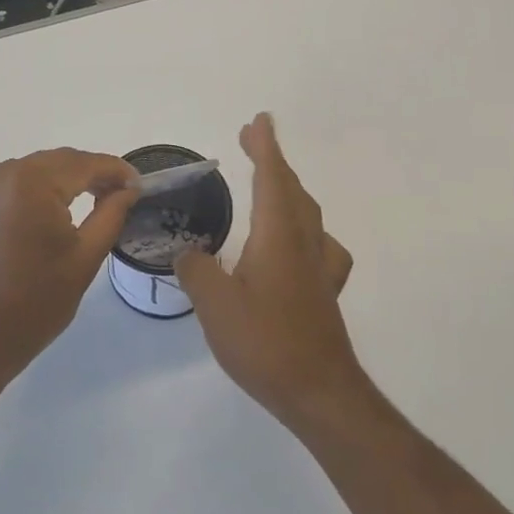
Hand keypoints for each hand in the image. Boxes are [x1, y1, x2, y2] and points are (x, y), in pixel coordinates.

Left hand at [0, 148, 139, 380]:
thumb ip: (111, 214)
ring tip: (102, 200)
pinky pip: (23, 181)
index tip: (142, 185)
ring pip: (43, 169)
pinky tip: (67, 207)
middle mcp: (6, 171)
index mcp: (32, 181)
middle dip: (96, 174)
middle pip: (63, 162)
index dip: (117, 171)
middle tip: (126, 195)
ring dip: (72, 180)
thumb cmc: (33, 303)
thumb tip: (129, 188)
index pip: (85, 164)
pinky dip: (48, 188)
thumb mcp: (84, 258)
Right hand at [175, 114, 362, 427]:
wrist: (320, 392)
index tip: (258, 120)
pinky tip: (298, 243)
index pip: (271, 177)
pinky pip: (319, 243)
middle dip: (272, 159)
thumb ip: (196, 271)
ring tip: (269, 182)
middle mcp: (303, 241)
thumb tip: (188, 254)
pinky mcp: (325, 290)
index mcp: (277, 234)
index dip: (265, 147)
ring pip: (307, 212)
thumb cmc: (265, 342)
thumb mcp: (215, 305)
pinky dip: (304, 227)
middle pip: (291, 187)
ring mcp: (319, 266)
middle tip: (251, 139)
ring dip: (288, 188)